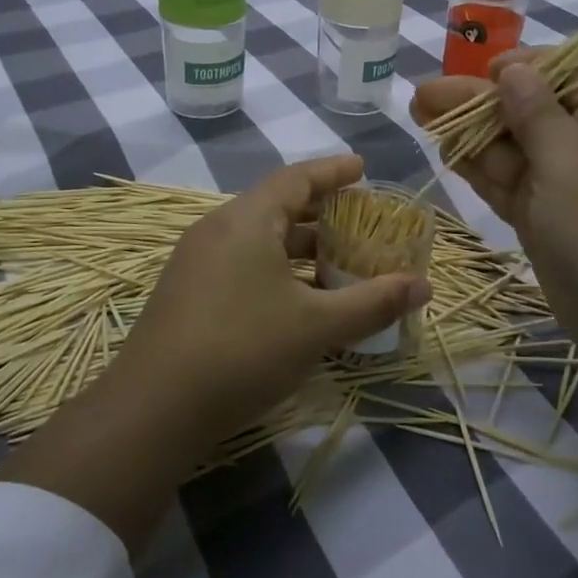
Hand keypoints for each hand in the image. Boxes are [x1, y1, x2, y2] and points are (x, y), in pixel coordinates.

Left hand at [0, 155, 428, 551]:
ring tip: (337, 265)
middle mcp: (217, 229)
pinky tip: (297, 301)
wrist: (153, 408)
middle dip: (322, 214)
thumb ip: (373, 302)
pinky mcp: (187, 292)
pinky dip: (276, 270)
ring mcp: (196, 261)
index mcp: (246, 219)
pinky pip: (241, 263)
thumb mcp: (317, 326)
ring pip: (258, 239)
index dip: (333, 171)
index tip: (362, 168)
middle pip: (277, 206)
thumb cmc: (243, 350)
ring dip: (300, 248)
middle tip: (359, 223)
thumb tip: (424, 286)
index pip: (296, 178)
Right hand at [412, 55, 577, 507]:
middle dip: (477, 98)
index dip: (530, 64)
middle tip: (423, 95)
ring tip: (419, 112)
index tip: (486, 72)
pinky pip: (504, 181)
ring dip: (466, 129)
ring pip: (509, 146)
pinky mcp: (541, 218)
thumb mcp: (573, 165)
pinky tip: (444, 149)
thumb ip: (538, 114)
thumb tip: (513, 69)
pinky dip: (475, 165)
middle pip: (527, 107)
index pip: (571, 72)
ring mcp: (560, 186)